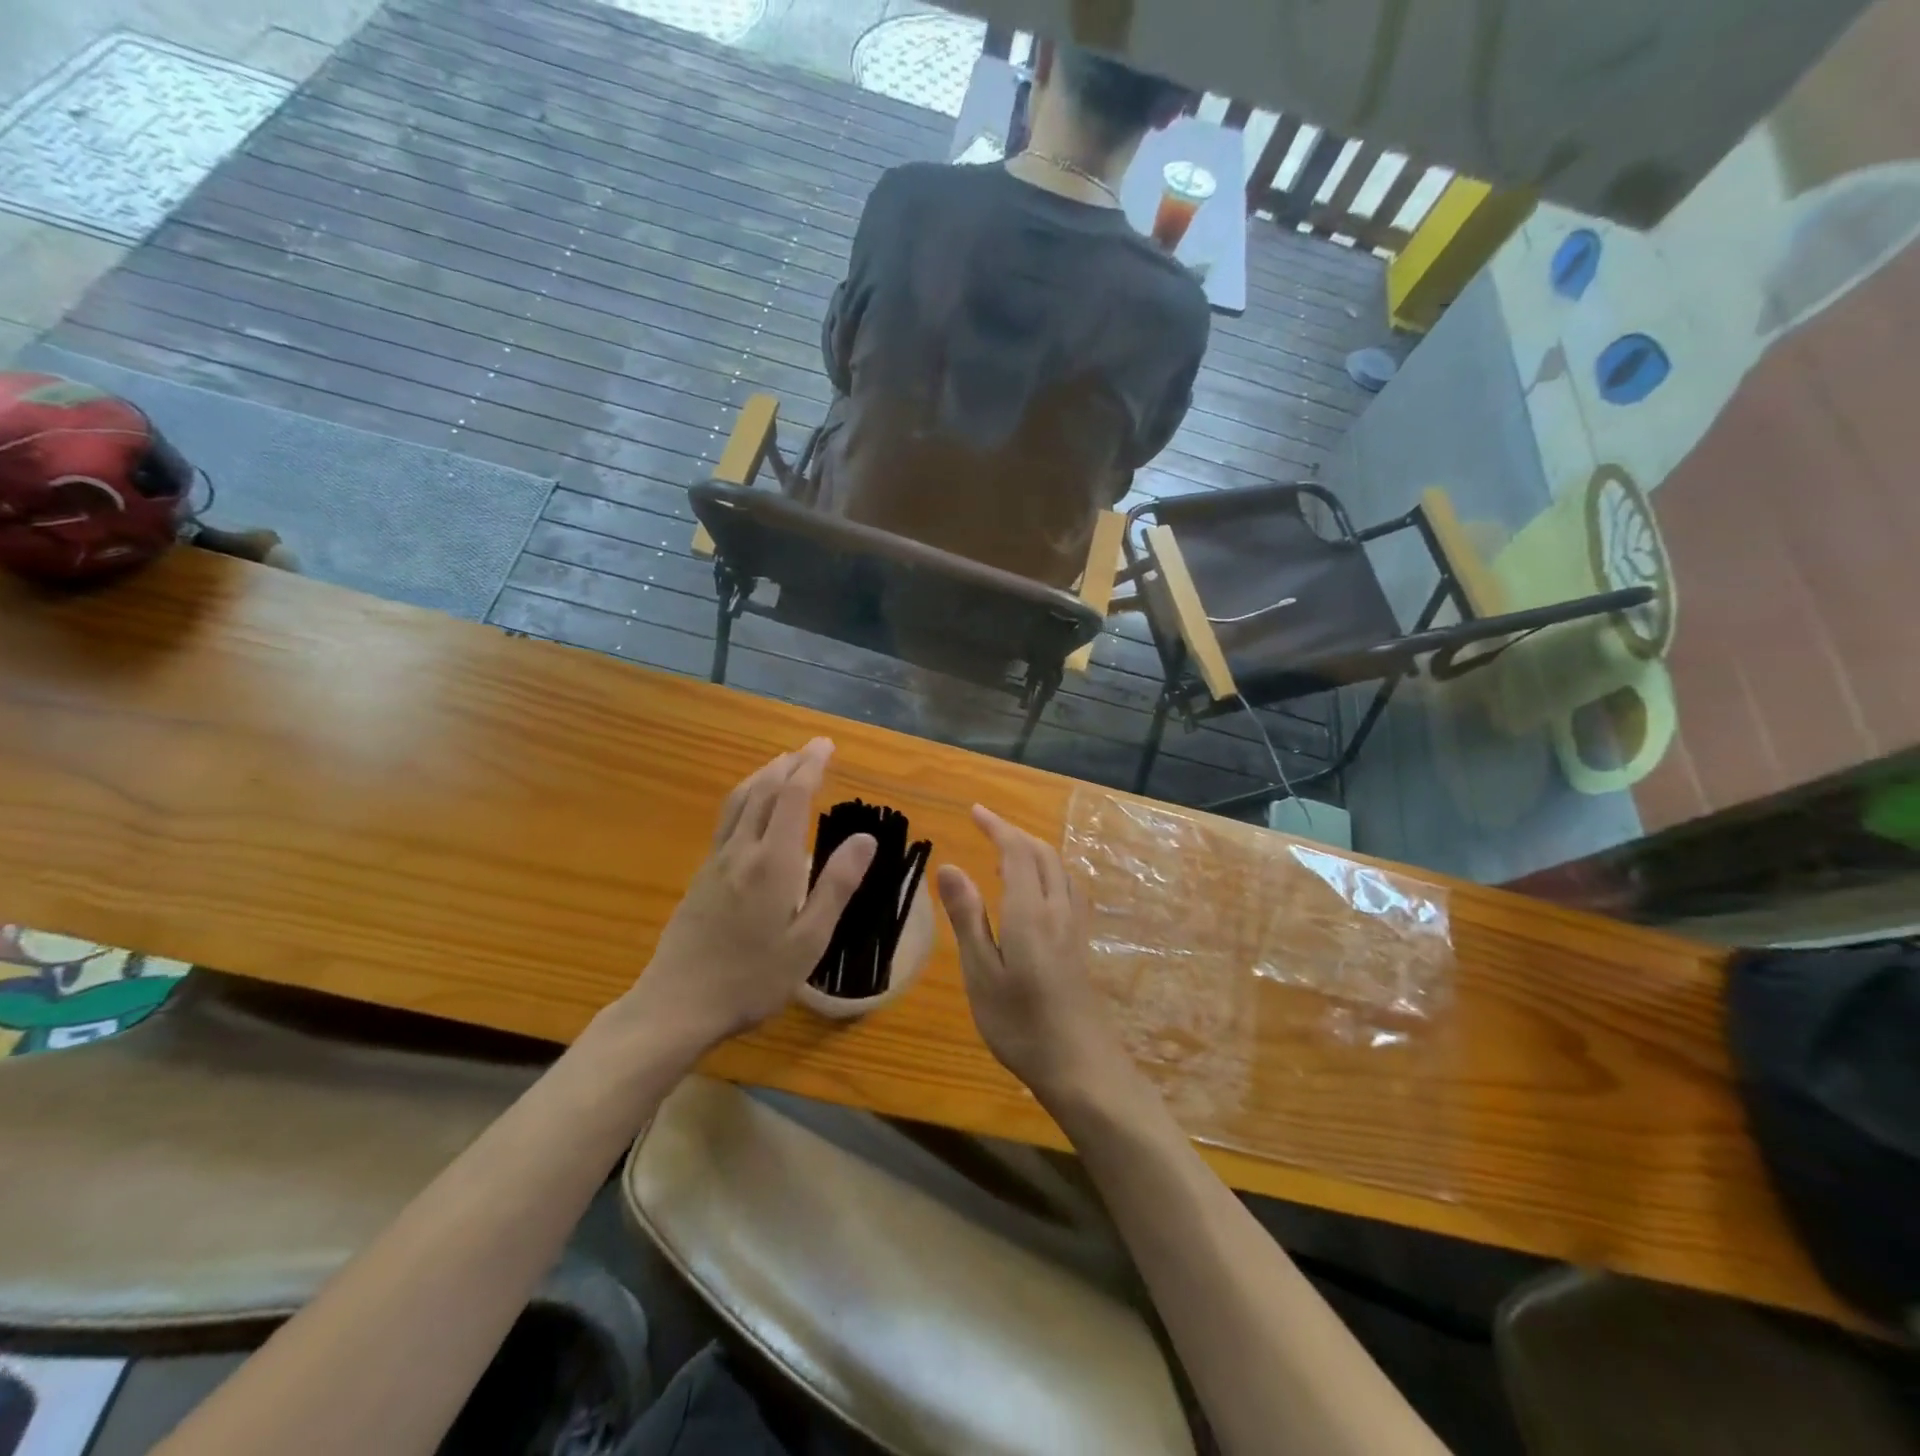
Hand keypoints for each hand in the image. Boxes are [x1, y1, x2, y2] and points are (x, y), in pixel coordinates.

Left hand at [620, 738, 874, 1053]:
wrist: (677, 1004)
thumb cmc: (752, 977)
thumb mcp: (808, 939)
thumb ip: (836, 885)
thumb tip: (865, 838)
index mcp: (773, 861)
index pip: (793, 796)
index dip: (810, 766)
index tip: (825, 745)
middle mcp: (742, 850)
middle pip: (763, 790)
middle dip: (789, 763)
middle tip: (810, 748)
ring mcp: (716, 861)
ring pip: (739, 801)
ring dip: (762, 775)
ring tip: (781, 763)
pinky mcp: (701, 875)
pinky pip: (726, 819)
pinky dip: (745, 797)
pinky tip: (750, 809)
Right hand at [935, 805, 1130, 1104]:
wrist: (1081, 1067)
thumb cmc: (1020, 1024)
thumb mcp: (981, 973)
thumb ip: (967, 917)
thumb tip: (950, 866)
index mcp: (1031, 911)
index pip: (1017, 852)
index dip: (997, 827)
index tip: (974, 811)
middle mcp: (1058, 909)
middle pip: (1043, 854)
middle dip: (1015, 834)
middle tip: (986, 827)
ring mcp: (1075, 927)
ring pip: (1059, 870)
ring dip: (1034, 851)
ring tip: (1007, 854)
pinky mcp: (1081, 945)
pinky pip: (1067, 889)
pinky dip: (1049, 872)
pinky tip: (1038, 892)